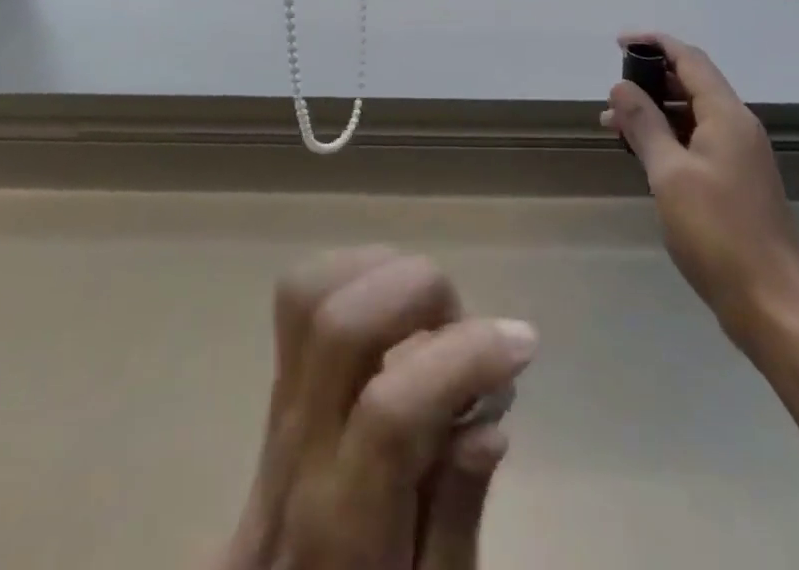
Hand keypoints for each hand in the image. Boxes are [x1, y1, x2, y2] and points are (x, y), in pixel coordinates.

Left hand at [217, 248, 536, 569]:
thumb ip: (457, 518)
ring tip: (430, 312)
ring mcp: (279, 403)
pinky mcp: (277, 376)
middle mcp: (299, 448)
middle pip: (341, 324)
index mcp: (342, 525)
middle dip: (421, 294)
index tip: (521, 342)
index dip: (463, 358)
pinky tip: (393, 304)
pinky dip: (353, 273)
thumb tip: (488, 422)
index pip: (392, 410)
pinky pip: (299, 294)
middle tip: (467, 326)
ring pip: (310, 292)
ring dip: (383, 273)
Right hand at [602, 33, 798, 357]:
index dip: (654, 44)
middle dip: (651, 80)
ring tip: (615, 124)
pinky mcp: (738, 182)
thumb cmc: (717, 233)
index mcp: (727, 116)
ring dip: (656, 111)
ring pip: (694, 114)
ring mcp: (742, 156)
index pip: (690, 59)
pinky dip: (670, 136)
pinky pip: (699, 140)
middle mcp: (739, 127)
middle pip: (694, 83)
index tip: (619, 43)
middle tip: (612, 92)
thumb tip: (621, 87)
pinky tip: (644, 153)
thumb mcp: (669, 174)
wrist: (771, 305)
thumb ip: (644, 124)